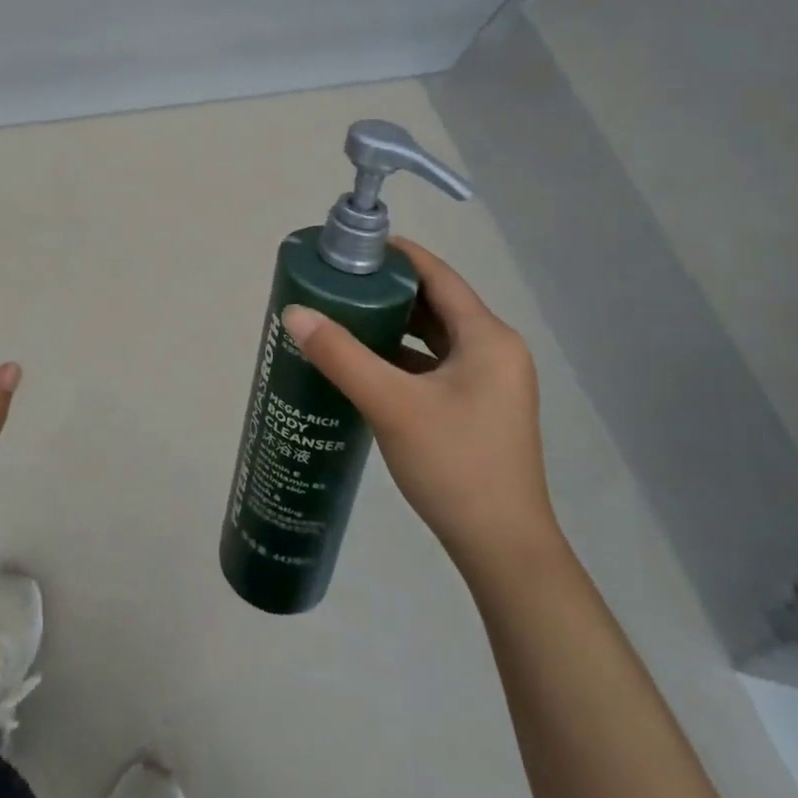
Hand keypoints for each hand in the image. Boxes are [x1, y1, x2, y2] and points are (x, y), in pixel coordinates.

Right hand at [282, 238, 558, 579]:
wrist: (503, 550)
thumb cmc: (455, 465)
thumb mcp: (391, 404)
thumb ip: (341, 354)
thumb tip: (294, 312)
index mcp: (488, 338)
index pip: (438, 275)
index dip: (398, 255)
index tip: (353, 247)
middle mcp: (495, 351)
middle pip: (436, 303)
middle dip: (388, 289)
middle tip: (340, 282)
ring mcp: (490, 382)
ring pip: (436, 336)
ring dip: (395, 323)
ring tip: (345, 314)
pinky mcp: (479, 407)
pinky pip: (437, 364)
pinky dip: (404, 355)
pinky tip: (368, 362)